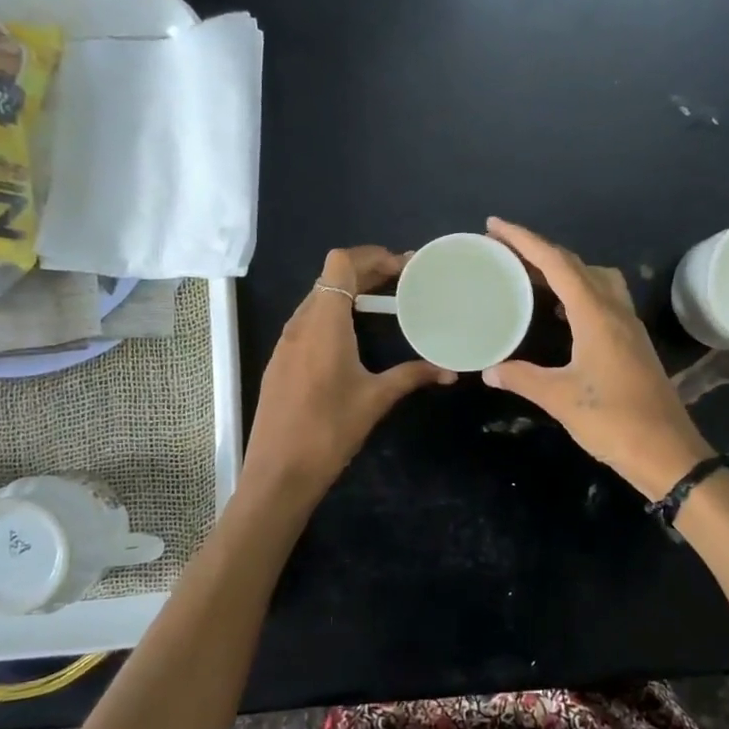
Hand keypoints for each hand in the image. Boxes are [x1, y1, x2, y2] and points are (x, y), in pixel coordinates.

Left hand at [242, 246, 455, 505]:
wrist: (278, 473)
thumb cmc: (329, 431)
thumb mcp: (376, 400)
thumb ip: (412, 376)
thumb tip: (451, 371)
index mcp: (323, 323)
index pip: (340, 264)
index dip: (371, 256)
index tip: (403, 267)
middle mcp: (300, 323)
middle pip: (330, 278)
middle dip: (366, 271)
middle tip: (403, 280)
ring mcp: (285, 342)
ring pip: (317, 299)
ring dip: (349, 293)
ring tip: (384, 303)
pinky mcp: (280, 361)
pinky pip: (308, 321)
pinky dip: (334, 314)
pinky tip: (354, 336)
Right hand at [483, 217, 711, 499]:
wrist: (668, 453)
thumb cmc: (614, 421)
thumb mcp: (560, 399)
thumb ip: (522, 378)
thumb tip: (489, 370)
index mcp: (596, 315)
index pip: (557, 263)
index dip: (525, 240)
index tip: (495, 226)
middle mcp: (615, 311)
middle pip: (576, 265)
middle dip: (540, 251)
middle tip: (505, 250)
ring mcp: (628, 326)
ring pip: (594, 279)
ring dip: (562, 270)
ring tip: (530, 276)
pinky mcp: (631, 343)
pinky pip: (601, 300)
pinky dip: (576, 292)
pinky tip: (559, 312)